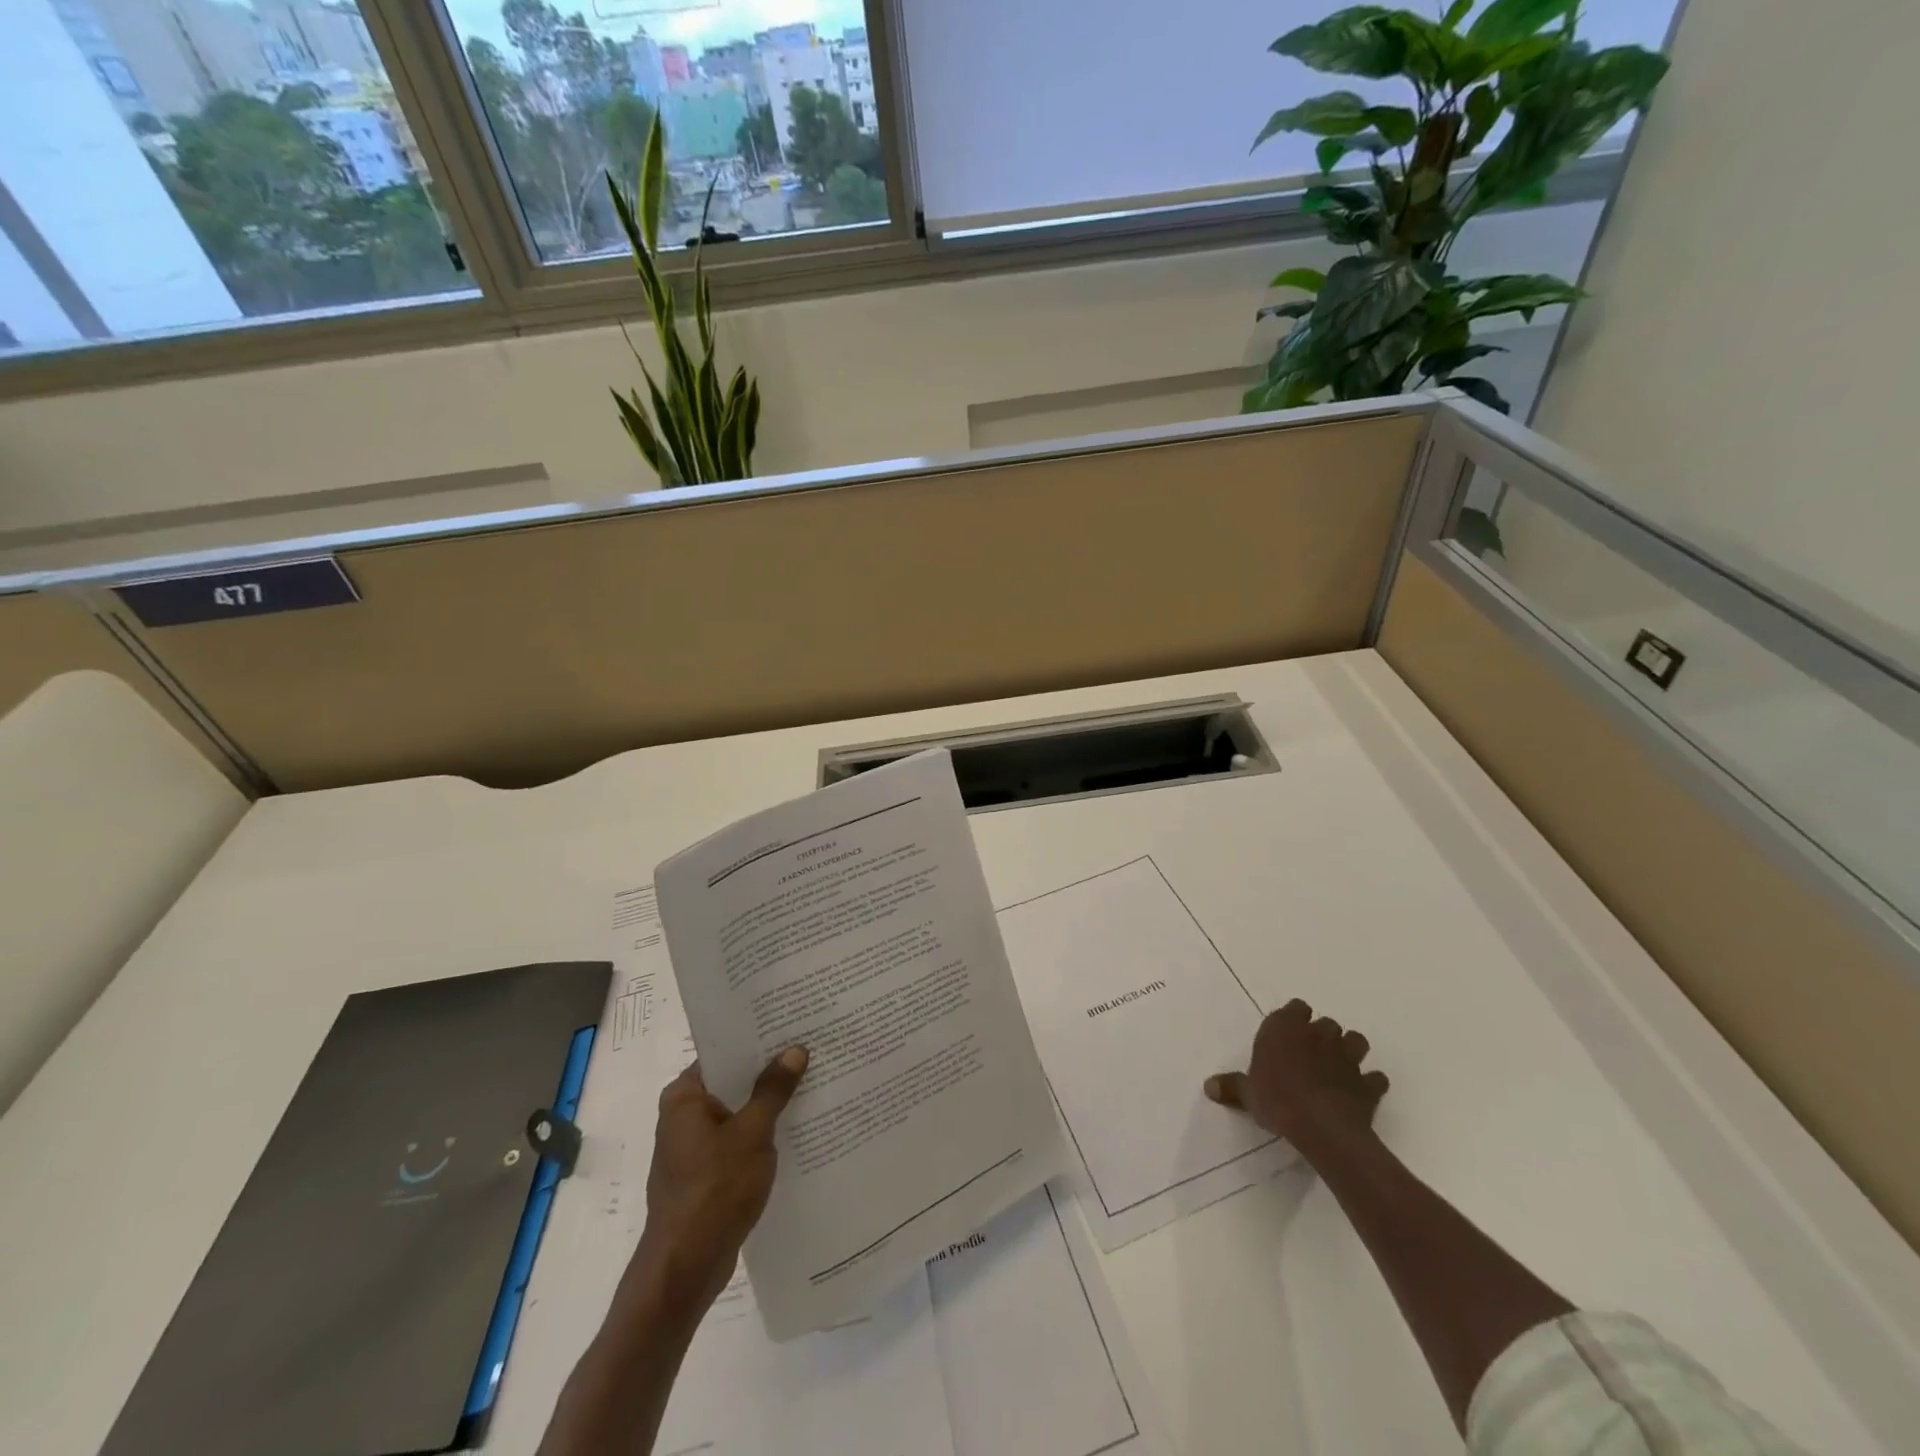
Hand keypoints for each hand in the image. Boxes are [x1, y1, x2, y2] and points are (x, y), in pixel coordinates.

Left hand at [629, 1047, 808, 1323]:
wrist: (685, 1270)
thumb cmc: (714, 1190)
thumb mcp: (753, 1134)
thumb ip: (773, 1090)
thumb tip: (795, 1049)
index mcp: (684, 1096)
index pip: (723, 1053)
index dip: (757, 1040)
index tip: (791, 1026)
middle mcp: (682, 1115)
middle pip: (732, 1082)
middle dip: (768, 1072)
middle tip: (809, 1051)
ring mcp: (692, 1147)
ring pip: (737, 1113)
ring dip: (767, 1105)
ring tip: (810, 1085)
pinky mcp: (704, 1175)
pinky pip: (736, 1141)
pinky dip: (760, 1134)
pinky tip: (795, 1130)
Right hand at [1204, 999, 1387, 1163]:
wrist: (1322, 1127)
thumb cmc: (1277, 1100)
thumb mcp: (1247, 1094)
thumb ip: (1231, 1086)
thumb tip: (1208, 1086)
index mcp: (1285, 1029)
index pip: (1296, 1007)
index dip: (1294, 1019)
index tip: (1287, 1036)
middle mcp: (1318, 1034)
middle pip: (1325, 1023)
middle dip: (1321, 1035)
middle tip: (1309, 1055)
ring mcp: (1347, 1057)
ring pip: (1355, 1040)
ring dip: (1350, 1050)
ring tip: (1339, 1067)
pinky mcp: (1368, 1083)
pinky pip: (1375, 1078)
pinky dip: (1370, 1083)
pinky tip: (1361, 1092)